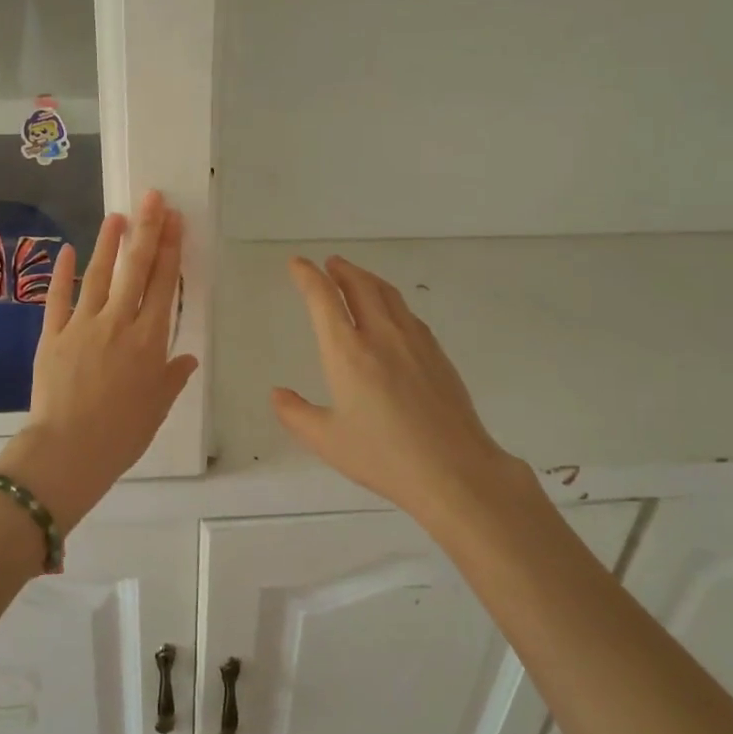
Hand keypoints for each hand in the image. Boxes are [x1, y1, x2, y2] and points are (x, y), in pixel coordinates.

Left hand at [0, 191, 197, 530]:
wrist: (69, 451)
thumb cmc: (122, 434)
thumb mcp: (157, 408)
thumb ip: (172, 377)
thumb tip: (187, 358)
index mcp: (149, 340)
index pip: (164, 285)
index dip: (170, 249)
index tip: (175, 220)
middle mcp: (119, 323)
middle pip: (136, 269)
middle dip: (147, 230)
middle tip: (153, 198)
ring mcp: (82, 326)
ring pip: (99, 275)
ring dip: (109, 243)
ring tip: (117, 215)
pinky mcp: (52, 335)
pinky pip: (58, 298)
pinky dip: (62, 273)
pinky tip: (66, 250)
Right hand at [272, 256, 534, 526]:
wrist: (454, 470)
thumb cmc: (384, 457)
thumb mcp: (327, 441)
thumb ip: (296, 414)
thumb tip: (278, 393)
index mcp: (348, 352)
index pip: (323, 299)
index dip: (307, 276)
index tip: (297, 263)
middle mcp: (381, 335)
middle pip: (360, 285)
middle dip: (341, 270)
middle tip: (328, 263)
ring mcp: (414, 342)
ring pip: (388, 294)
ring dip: (367, 279)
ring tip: (356, 277)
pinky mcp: (438, 354)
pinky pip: (408, 314)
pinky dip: (391, 301)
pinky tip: (391, 314)